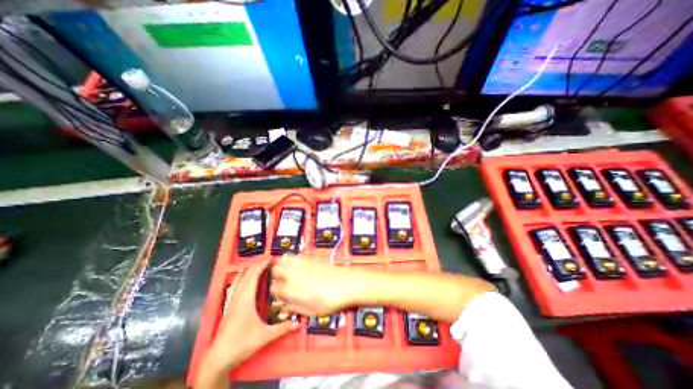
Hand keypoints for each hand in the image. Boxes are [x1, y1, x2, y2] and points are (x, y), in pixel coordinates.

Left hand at [202, 259, 296, 372]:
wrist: (218, 360)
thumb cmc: (241, 344)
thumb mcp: (264, 336)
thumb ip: (282, 328)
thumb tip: (298, 324)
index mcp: (246, 300)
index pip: (253, 277)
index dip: (261, 266)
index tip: (269, 259)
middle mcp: (237, 298)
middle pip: (245, 276)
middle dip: (255, 266)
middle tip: (265, 260)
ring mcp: (230, 303)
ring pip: (237, 282)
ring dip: (245, 271)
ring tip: (252, 265)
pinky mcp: (227, 309)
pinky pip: (232, 289)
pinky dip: (237, 281)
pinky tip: (238, 281)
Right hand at [268, 255, 359, 315]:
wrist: (347, 283)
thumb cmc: (332, 300)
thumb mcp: (312, 311)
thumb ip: (296, 309)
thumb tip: (286, 308)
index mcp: (292, 290)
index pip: (273, 288)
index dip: (275, 292)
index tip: (279, 294)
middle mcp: (294, 275)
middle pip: (275, 271)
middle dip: (275, 276)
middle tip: (281, 281)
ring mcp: (302, 265)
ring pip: (283, 260)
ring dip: (282, 264)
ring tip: (285, 270)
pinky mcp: (310, 258)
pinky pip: (295, 255)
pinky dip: (291, 258)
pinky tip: (295, 263)